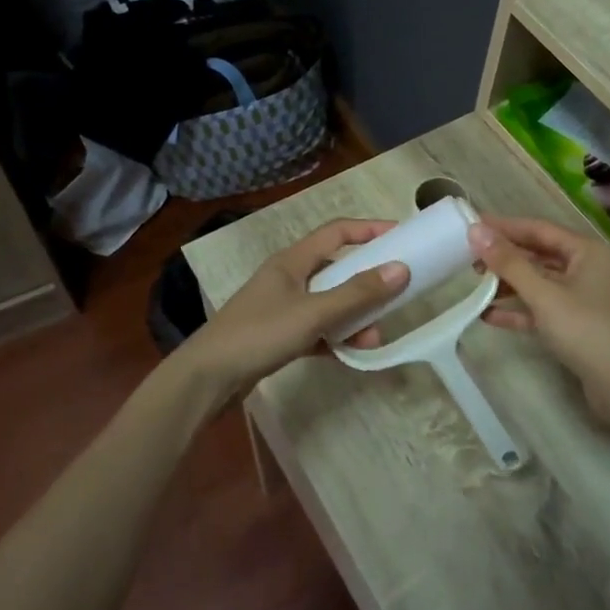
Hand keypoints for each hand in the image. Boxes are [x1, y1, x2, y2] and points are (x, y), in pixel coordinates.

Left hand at [181, 220, 407, 397]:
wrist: (207, 379)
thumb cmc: (260, 334)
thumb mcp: (313, 312)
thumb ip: (357, 293)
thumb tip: (401, 269)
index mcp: (292, 261)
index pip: (336, 232)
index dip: (369, 230)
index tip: (401, 236)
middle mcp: (287, 278)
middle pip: (335, 269)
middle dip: (366, 283)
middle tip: (395, 295)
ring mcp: (281, 308)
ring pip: (327, 303)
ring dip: (352, 317)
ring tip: (373, 338)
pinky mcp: (277, 335)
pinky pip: (316, 330)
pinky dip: (334, 338)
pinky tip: (350, 354)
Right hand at [467, 215, 609, 440]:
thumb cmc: (589, 331)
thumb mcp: (545, 295)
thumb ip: (509, 263)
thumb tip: (475, 231)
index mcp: (589, 252)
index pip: (540, 229)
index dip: (505, 227)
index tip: (471, 225)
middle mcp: (590, 269)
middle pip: (540, 256)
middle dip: (505, 258)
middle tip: (468, 259)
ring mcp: (587, 300)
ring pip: (541, 284)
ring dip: (510, 285)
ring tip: (475, 286)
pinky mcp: (581, 327)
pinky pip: (545, 310)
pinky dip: (521, 311)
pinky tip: (490, 316)